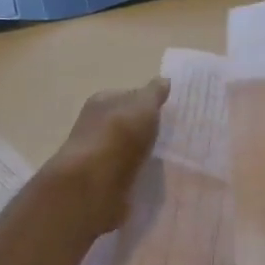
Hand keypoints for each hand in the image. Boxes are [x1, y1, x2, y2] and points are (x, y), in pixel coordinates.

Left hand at [43, 78, 170, 235]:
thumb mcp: (144, 105)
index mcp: (102, 101)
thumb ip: (154, 93)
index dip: (146, 102)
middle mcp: (95, 126)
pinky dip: (136, 175)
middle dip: (144, 130)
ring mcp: (97, 156)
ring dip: (140, 154)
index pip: (127, 96)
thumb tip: (164, 80)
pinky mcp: (101, 183)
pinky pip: (125, 174)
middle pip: (125, 124)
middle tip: (169, 136)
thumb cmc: (119, 134)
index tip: (166, 113)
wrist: (94, 184)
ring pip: (125, 150)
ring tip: (164, 159)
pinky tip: (151, 177)